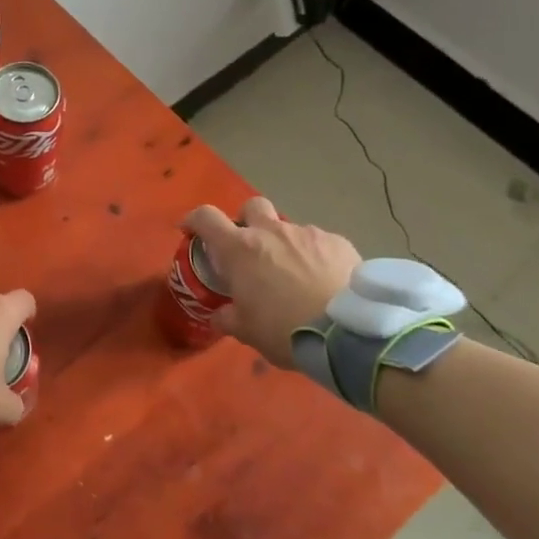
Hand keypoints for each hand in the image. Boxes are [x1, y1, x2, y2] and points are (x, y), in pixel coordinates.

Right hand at [183, 198, 361, 367]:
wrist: (348, 332)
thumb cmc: (285, 329)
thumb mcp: (247, 331)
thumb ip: (228, 318)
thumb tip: (219, 315)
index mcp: (240, 250)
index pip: (206, 217)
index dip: (194, 220)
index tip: (190, 230)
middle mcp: (272, 232)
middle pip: (252, 206)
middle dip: (247, 220)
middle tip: (250, 248)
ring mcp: (307, 234)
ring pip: (289, 229)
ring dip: (285, 245)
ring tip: (295, 276)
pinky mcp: (339, 242)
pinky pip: (319, 243)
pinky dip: (315, 257)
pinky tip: (324, 281)